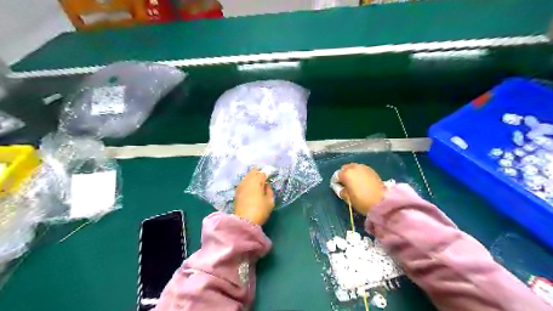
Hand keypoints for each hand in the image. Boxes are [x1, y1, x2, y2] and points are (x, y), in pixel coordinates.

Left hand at [234, 169, 274, 224]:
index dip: (267, 175)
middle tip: (263, 179)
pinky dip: (247, 183)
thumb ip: (269, 191)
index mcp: (257, 181)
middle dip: (258, 173)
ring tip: (256, 183)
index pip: (262, 173)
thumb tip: (266, 185)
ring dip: (251, 178)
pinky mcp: (236, 192)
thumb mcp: (270, 201)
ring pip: (246, 177)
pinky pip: (243, 183)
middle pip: (252, 172)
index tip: (269, 178)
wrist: (244, 221)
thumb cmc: (260, 210)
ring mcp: (240, 186)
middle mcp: (247, 180)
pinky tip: (250, 189)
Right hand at [337, 163, 385, 216]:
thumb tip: (341, 187)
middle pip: (345, 168)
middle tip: (346, 184)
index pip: (336, 175)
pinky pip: (362, 170)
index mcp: (346, 173)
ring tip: (354, 182)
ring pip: (354, 168)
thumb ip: (341, 191)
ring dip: (352, 173)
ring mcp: (364, 167)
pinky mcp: (372, 170)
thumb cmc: (361, 201)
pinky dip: (360, 174)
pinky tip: (362, 181)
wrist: (382, 202)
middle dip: (344, 175)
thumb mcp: (347, 198)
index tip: (338, 188)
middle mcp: (354, 167)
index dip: (335, 182)